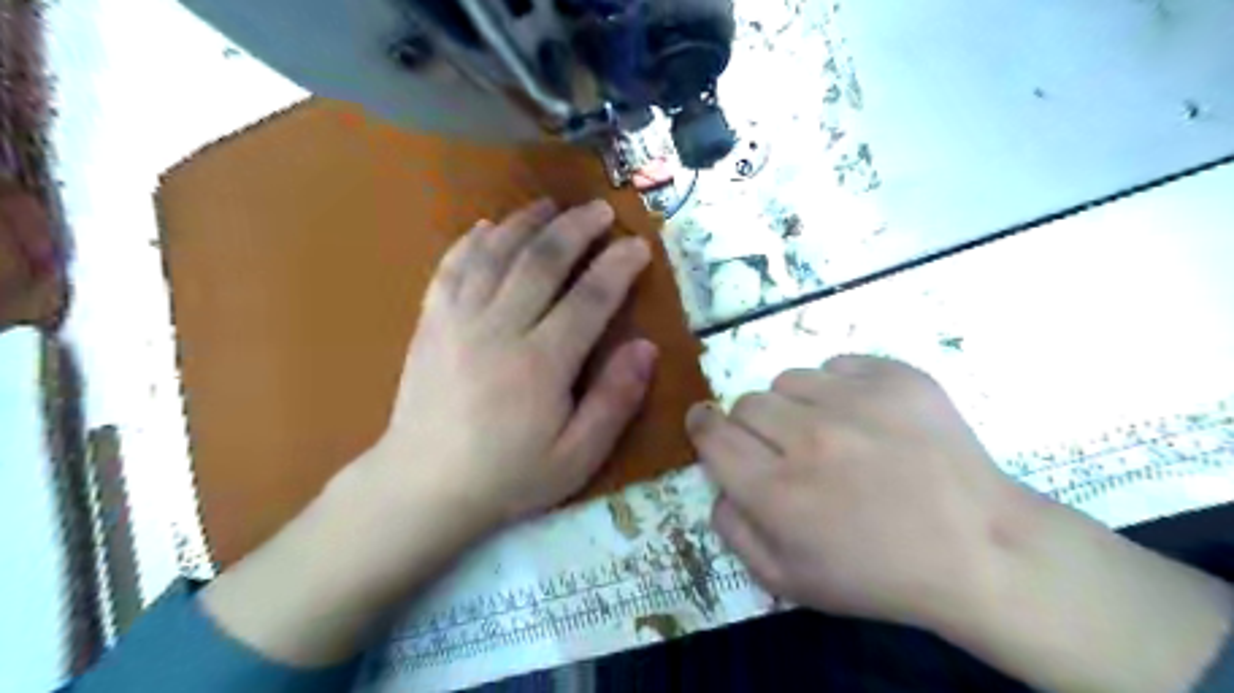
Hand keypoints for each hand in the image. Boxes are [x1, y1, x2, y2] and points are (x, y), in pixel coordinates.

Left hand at [205, 198, 659, 664]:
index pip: (590, 298)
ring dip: (526, 222)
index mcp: (542, 363)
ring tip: (551, 204)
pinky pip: (451, 267)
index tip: (638, 245)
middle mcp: (500, 328)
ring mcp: (458, 320)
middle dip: (576, 228)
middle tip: (600, 209)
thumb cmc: (509, 476)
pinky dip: (472, 241)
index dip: (618, 266)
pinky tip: (488, 226)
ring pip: (496, 253)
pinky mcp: (431, 322)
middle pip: (542, 261)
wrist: (423, 486)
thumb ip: (615, 400)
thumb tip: (647, 347)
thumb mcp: (577, 456)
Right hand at [690, 358, 1028, 633]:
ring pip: (789, 379)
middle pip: (746, 402)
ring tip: (830, 432)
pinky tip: (867, 419)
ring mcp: (856, 400)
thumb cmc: (879, 575)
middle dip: (752, 425)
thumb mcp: (788, 580)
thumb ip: (734, 530)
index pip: (711, 434)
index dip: (703, 426)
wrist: (981, 550)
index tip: (707, 425)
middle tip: (785, 448)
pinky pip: (837, 365)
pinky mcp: (895, 377)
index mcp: (777, 491)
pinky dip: (840, 388)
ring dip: (795, 404)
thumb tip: (718, 484)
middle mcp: (808, 437)